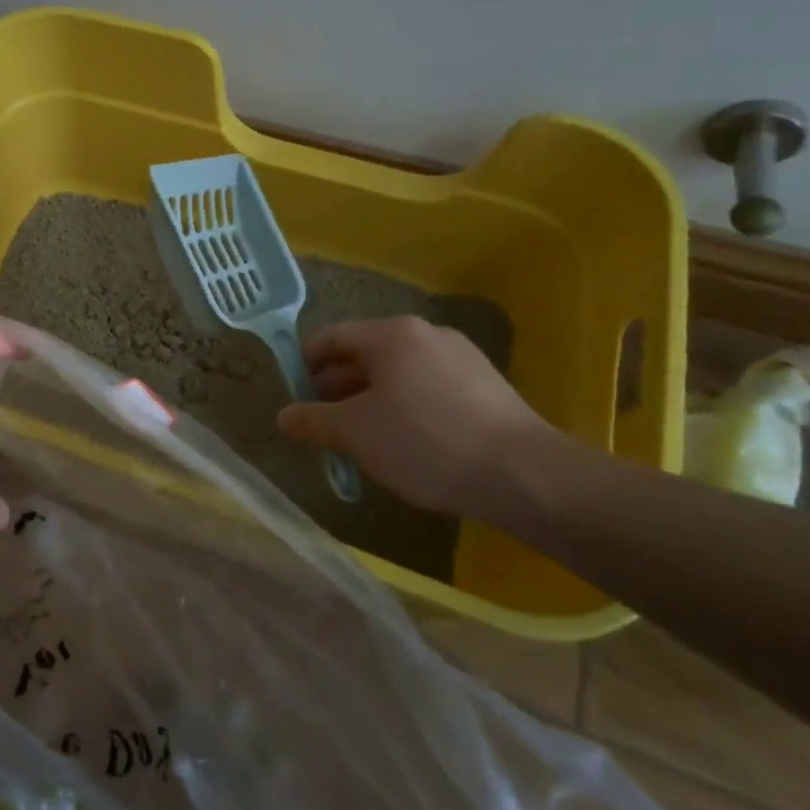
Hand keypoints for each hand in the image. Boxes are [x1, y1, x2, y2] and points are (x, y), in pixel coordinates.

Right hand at [275, 316, 565, 522]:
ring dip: (370, 397)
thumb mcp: (355, 434)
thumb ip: (312, 420)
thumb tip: (284, 416)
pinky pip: (428, 385)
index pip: (332, 337)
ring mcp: (461, 356)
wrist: (525, 476)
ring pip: (398, 371)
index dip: (305, 363)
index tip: (295, 395)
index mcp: (390, 334)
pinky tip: (407, 441)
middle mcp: (425, 333)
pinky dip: (406, 404)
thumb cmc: (425, 443)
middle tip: (323, 420)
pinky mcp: (486, 384)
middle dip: (338, 385)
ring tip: (361, 436)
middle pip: (365, 353)